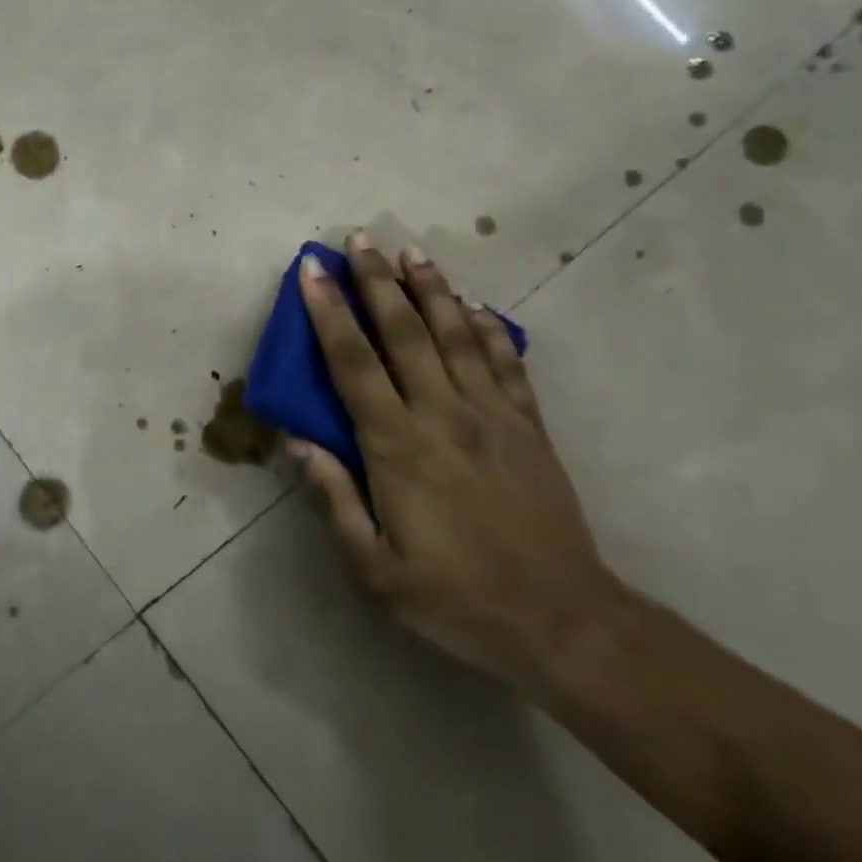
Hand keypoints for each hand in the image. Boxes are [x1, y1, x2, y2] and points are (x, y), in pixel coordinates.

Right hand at [292, 233, 627, 690]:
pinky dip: (487, 329)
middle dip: (377, 282)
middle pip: (405, 332)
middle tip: (361, 240)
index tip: (312, 271)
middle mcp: (444, 416)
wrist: (563, 622)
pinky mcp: (529, 427)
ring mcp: (493, 416)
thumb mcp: (373, 569)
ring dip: (431, 290)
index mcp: (397, 448)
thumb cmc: (454, 599)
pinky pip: (506, 363)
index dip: (328, 313)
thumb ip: (334, 501)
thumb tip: (299, 444)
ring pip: (456, 335)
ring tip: (412, 253)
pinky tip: (472, 307)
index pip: (353, 364)